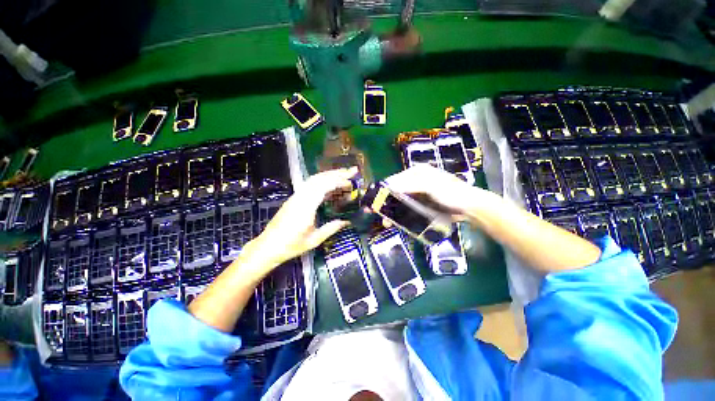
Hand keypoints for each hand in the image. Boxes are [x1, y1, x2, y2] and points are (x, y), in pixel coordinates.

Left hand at [248, 167, 356, 270]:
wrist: (268, 246)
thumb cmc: (291, 245)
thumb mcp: (314, 240)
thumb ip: (331, 228)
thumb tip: (346, 222)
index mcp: (306, 207)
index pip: (324, 186)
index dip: (338, 180)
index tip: (351, 179)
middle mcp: (300, 197)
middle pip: (319, 178)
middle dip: (336, 173)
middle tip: (352, 170)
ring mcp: (296, 196)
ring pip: (313, 179)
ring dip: (329, 175)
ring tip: (343, 174)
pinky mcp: (294, 198)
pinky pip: (309, 184)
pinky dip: (322, 180)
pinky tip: (329, 184)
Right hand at [384, 164, 493, 219]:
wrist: (469, 207)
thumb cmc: (451, 193)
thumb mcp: (431, 186)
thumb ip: (410, 185)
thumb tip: (389, 186)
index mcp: (416, 173)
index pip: (394, 180)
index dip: (383, 190)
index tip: (373, 202)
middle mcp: (415, 181)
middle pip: (395, 191)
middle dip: (385, 203)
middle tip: (376, 213)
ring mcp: (418, 193)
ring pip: (399, 201)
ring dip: (391, 211)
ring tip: (386, 222)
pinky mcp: (421, 204)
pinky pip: (406, 208)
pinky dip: (400, 214)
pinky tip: (396, 222)